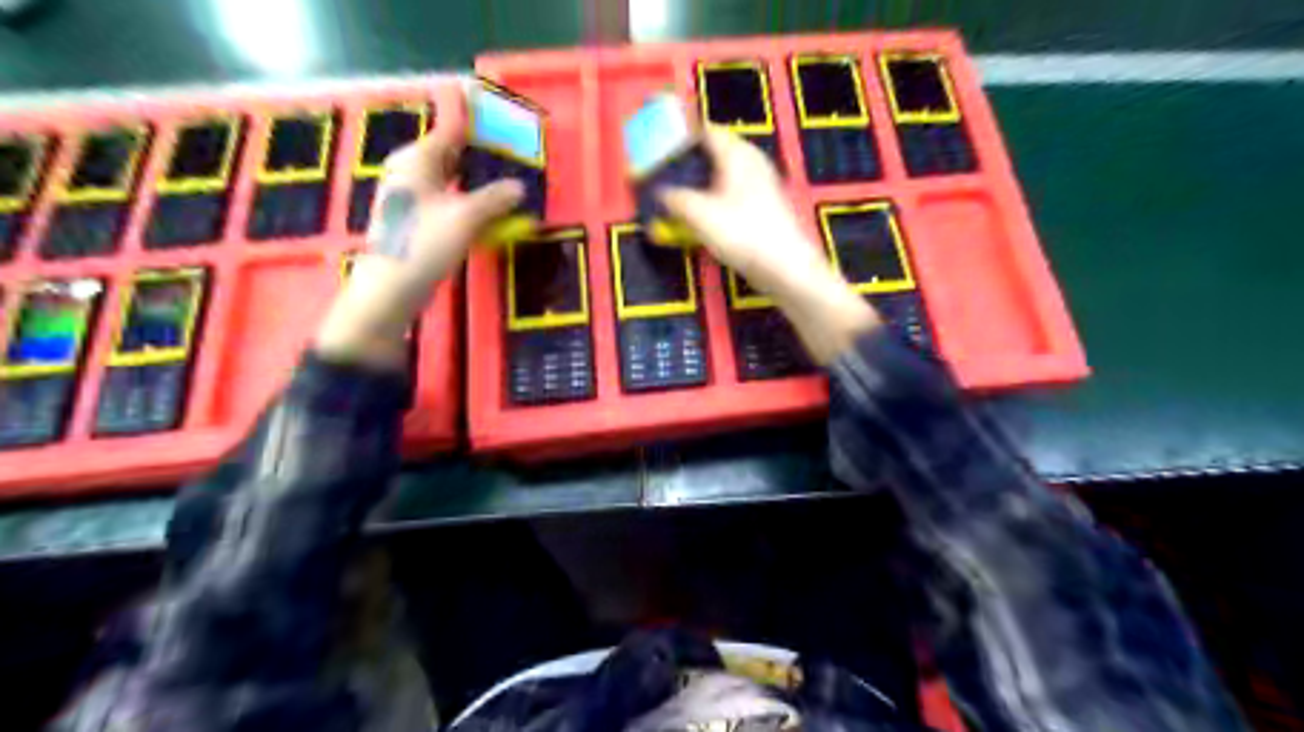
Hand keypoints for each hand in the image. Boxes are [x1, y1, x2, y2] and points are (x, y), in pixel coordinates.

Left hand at [311, 120, 523, 371]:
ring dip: (476, 179)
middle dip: (480, 152)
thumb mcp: (466, 218)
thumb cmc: (424, 244)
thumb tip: (519, 187)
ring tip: (506, 181)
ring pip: (450, 178)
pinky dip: (467, 200)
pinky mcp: (415, 220)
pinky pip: (447, 200)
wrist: (390, 289)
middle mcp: (411, 171)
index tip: (500, 114)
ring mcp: (411, 197)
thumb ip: (495, 199)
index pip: (453, 129)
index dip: (477, 121)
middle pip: (451, 152)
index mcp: (418, 159)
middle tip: (512, 152)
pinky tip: (486, 211)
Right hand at [664, 129, 875, 361]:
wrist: (786, 267)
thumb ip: (675, 199)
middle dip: (692, 158)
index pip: (706, 131)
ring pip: (727, 171)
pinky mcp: (767, 206)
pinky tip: (708, 212)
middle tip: (669, 170)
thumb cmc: (742, 234)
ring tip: (684, 191)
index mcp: (736, 154)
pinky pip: (736, 191)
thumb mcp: (699, 215)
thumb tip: (660, 192)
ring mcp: (763, 183)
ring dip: (705, 179)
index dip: (682, 136)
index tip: (661, 146)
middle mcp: (752, 161)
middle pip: (717, 150)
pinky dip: (718, 195)